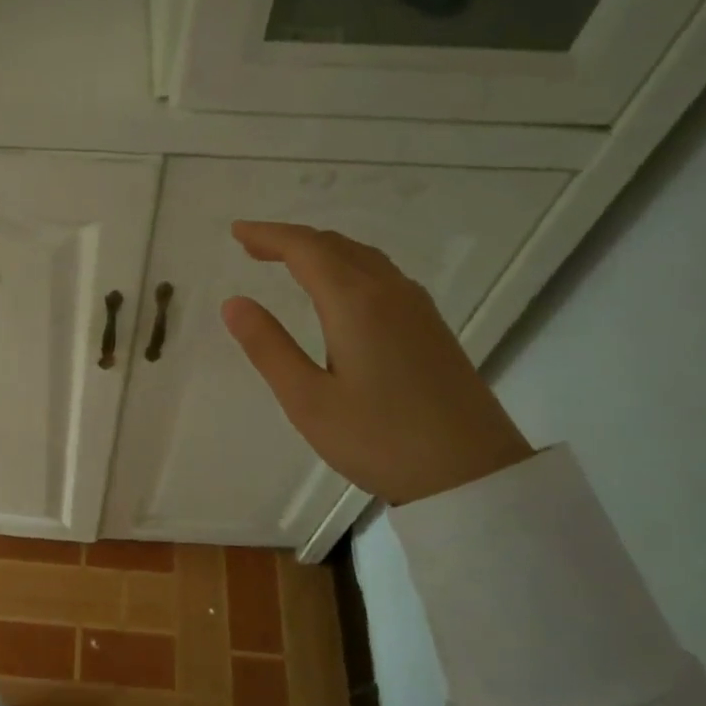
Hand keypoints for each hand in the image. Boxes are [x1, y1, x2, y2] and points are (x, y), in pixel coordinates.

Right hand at [222, 222, 532, 505]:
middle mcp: (389, 292)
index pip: (305, 249)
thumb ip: (269, 347)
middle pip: (335, 245)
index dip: (268, 235)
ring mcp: (416, 307)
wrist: (471, 473)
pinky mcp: (430, 327)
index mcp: (355, 303)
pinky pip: (381, 275)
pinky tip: (339, 289)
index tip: (236, 231)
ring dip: (320, 250)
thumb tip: (234, 302)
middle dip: (290, 240)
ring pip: (362, 257)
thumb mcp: (308, 400)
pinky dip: (346, 266)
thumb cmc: (379, 440)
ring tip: (287, 261)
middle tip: (252, 246)